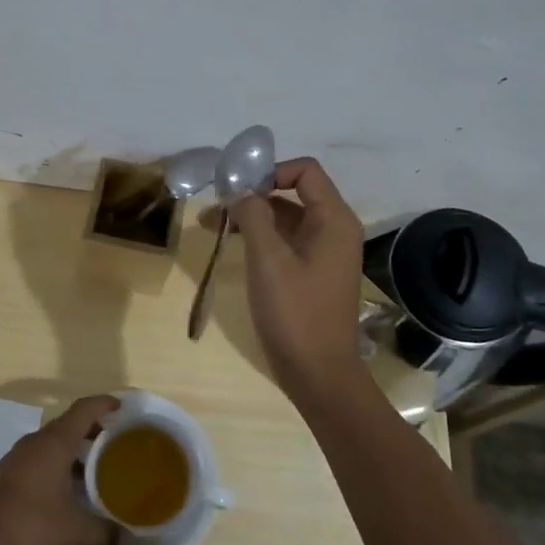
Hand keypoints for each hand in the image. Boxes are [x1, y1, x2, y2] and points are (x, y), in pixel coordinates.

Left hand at [0, 395, 125, 544]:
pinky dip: (59, 463)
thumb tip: (131, 542)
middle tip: (117, 442)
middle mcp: (36, 442)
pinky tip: (69, 488)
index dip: (104, 403)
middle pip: (69, 424)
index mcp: (54, 443)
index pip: (83, 409)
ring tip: (98, 468)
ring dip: (75, 448)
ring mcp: (19, 456)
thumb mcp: (71, 529)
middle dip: (94, 429)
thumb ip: (103, 532)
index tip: (123, 407)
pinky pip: (41, 456)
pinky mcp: (8, 473)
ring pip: (53, 442)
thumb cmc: (27, 524)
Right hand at [230, 157, 366, 399]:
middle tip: (216, 205)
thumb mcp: (268, 260)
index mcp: (333, 220)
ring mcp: (323, 253)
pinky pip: (285, 242)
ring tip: (211, 223)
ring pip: (285, 219)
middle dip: (253, 194)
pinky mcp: (311, 273)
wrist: (317, 373)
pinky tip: (231, 243)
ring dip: (251, 216)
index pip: (305, 171)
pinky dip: (259, 237)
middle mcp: (333, 230)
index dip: (271, 171)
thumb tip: (239, 189)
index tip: (238, 188)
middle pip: (293, 193)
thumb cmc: (295, 313)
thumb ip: (253, 216)